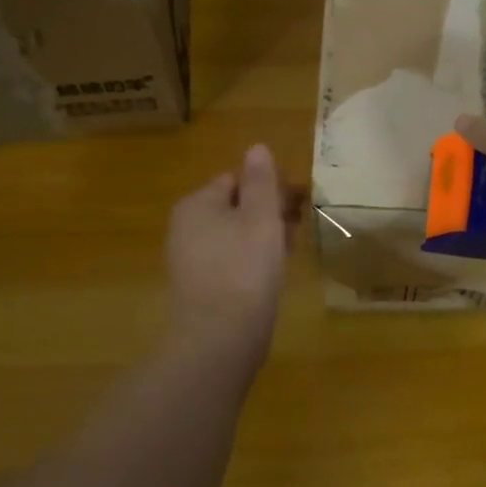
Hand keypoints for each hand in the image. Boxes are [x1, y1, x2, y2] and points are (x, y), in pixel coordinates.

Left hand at [164, 144, 295, 362]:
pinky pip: (231, 262)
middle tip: (299, 229)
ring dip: (263, 238)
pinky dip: (252, 262)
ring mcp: (190, 260)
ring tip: (291, 252)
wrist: (220, 338)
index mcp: (197, 204)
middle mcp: (186, 228)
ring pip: (235, 236)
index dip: (269, 188)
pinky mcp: (200, 288)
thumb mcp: (260, 217)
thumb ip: (261, 181)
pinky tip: (272, 276)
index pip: (236, 180)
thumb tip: (257, 148)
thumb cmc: (245, 268)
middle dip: (268, 213)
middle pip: (235, 208)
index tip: (298, 205)